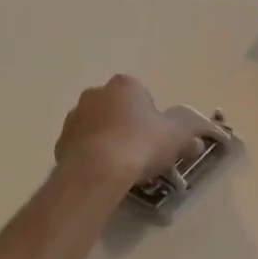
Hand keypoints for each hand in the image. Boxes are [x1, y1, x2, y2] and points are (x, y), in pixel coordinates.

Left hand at [53, 75, 218, 190]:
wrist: (99, 170)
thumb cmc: (141, 144)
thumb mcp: (177, 140)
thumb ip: (188, 139)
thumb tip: (197, 143)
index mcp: (125, 85)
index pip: (141, 95)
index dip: (150, 117)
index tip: (156, 138)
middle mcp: (96, 93)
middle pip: (116, 108)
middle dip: (125, 125)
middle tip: (139, 152)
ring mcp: (74, 117)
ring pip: (96, 126)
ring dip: (106, 139)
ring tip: (120, 166)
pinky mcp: (60, 141)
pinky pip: (81, 146)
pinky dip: (91, 156)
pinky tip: (102, 174)